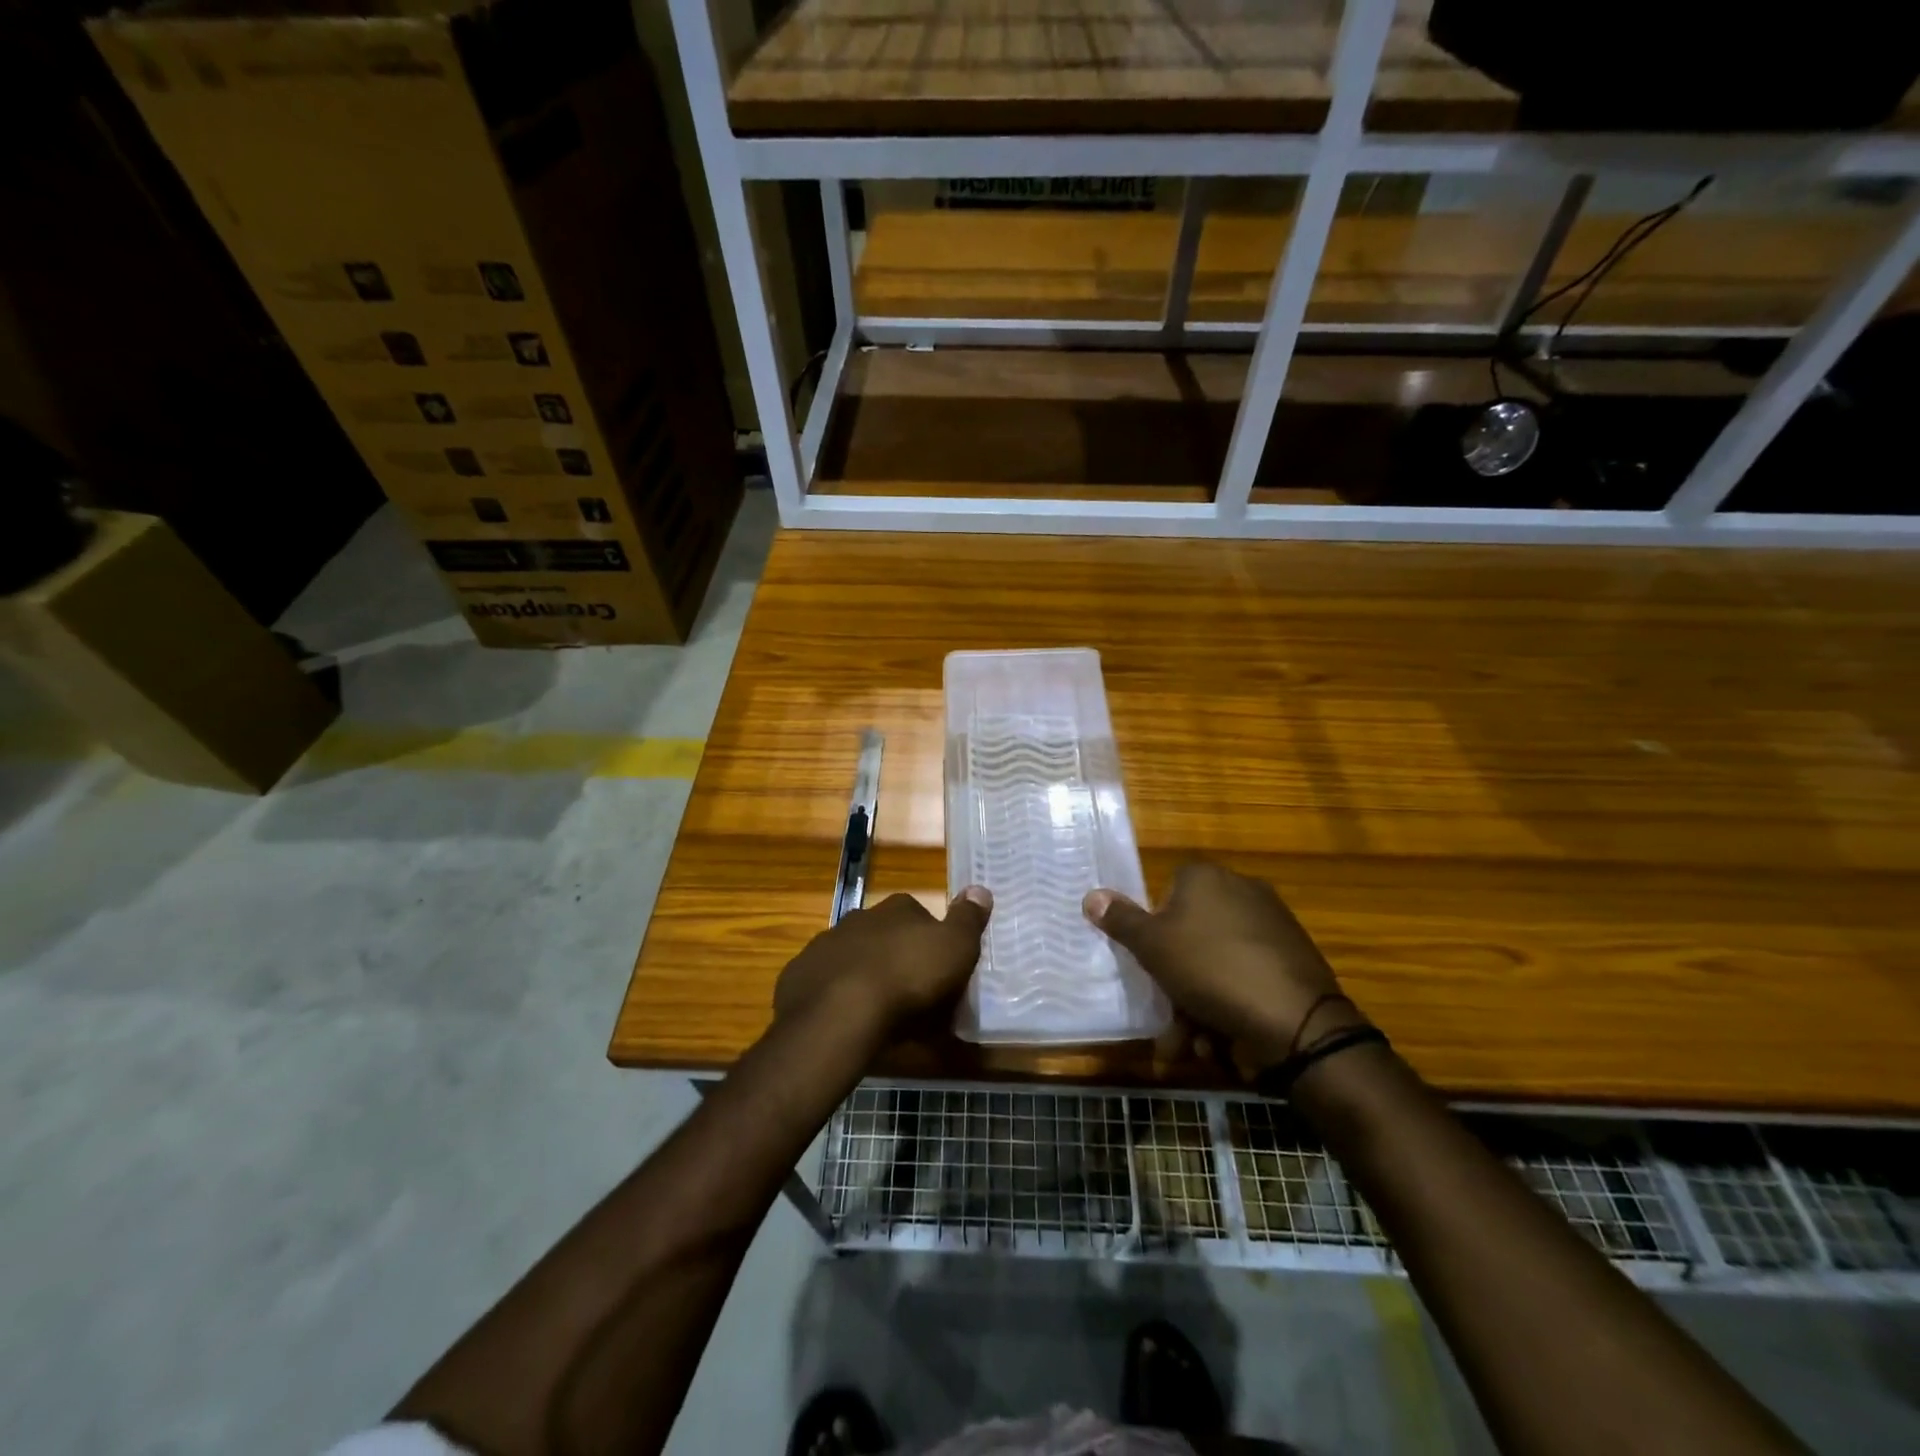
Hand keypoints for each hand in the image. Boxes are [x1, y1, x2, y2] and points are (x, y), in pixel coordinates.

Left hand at [775, 888, 992, 1040]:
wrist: (840, 1015)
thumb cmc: (908, 979)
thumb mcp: (955, 948)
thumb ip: (968, 918)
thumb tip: (980, 889)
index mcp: (897, 909)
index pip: (919, 914)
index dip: (930, 940)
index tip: (939, 969)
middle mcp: (858, 918)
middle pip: (883, 935)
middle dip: (895, 957)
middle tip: (910, 995)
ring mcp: (824, 946)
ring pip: (851, 958)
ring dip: (863, 975)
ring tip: (877, 1013)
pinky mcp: (799, 976)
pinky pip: (823, 984)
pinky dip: (835, 997)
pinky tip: (845, 1021)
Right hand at [1083, 862, 1362, 1076]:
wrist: (1296, 1020)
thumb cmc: (1210, 970)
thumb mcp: (1152, 946)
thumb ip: (1120, 920)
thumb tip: (1091, 895)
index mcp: (1206, 878)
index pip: (1166, 894)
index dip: (1153, 931)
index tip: (1150, 965)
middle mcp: (1241, 891)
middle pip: (1191, 935)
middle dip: (1175, 982)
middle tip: (1168, 1019)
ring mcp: (1272, 925)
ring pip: (1217, 963)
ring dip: (1199, 1005)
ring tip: (1194, 1045)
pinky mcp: (1294, 959)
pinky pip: (1247, 977)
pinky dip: (1232, 1006)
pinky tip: (1225, 1043)